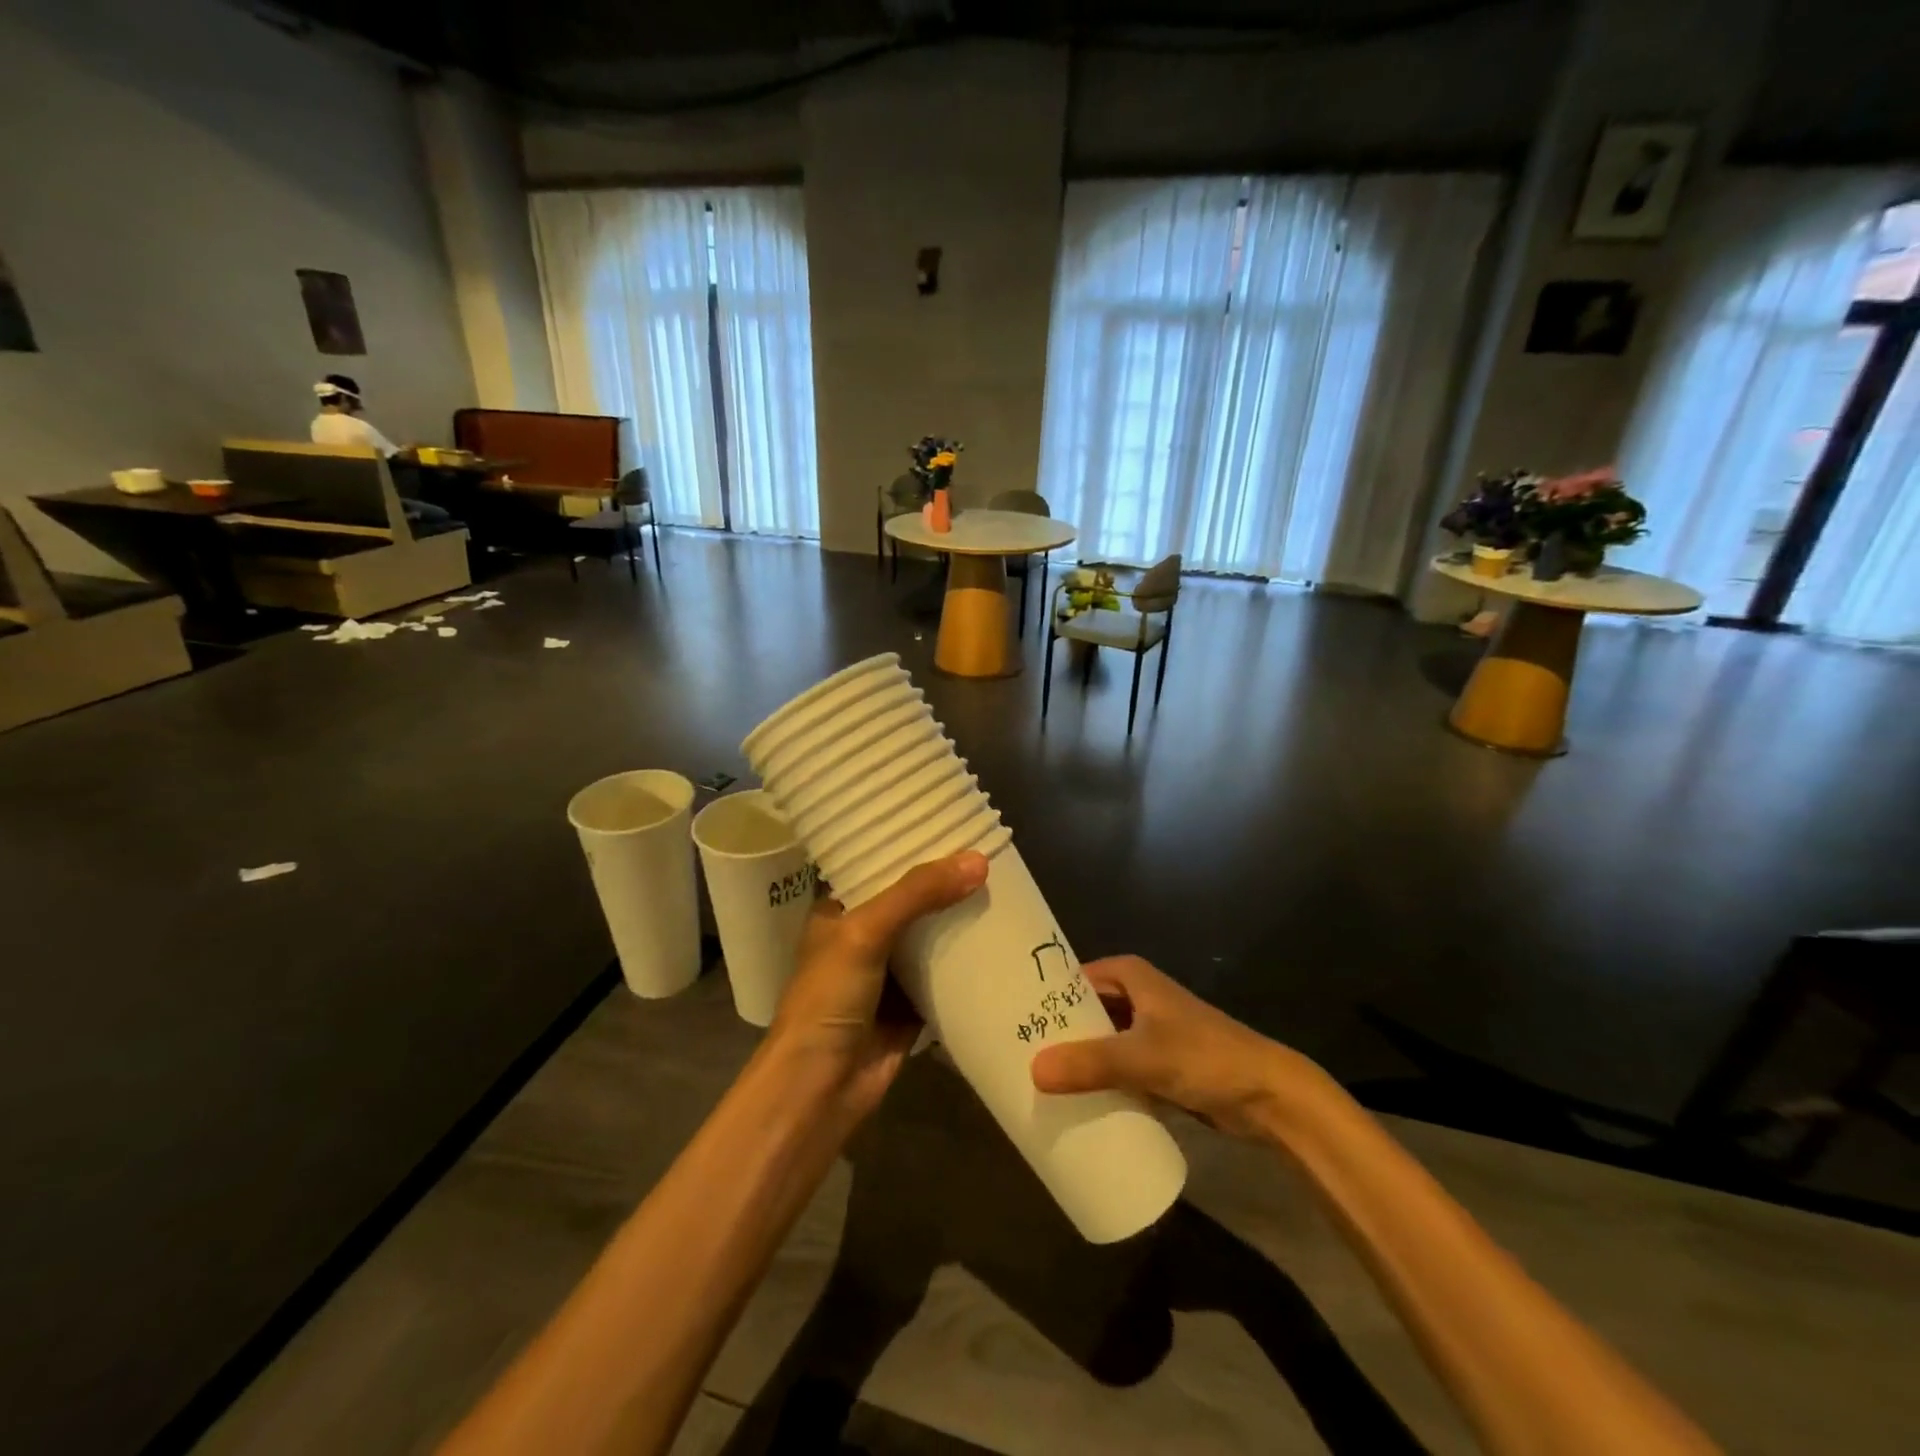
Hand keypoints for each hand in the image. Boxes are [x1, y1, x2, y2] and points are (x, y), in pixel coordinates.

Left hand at [768, 850, 988, 1122]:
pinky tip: (1003, 940)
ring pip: (932, 937)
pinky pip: (946, 976)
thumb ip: (917, 894)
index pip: (877, 865)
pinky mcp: (912, 1007)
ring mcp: (888, 973)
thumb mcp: (865, 932)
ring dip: (960, 920)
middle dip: (945, 883)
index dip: (910, 845)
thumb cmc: (828, 999)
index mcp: (839, 910)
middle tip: (990, 854)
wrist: (820, 1089)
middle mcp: (863, 937)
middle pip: (911, 900)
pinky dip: (969, 963)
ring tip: (1004, 888)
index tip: (952, 824)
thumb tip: (978, 860)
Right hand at [1029, 956, 1319, 1139]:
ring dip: (1074, 1058)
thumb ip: (1090, 1064)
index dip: (1042, 995)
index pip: (1071, 978)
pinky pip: (1115, 1067)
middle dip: (1054, 1032)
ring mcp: (1147, 1030)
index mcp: (1129, 975)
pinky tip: (1070, 1100)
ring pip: (1098, 1040)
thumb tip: (1033, 1071)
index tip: (1007, 1017)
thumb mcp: (1143, 1057)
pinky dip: (1096, 1079)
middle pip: (1083, 1010)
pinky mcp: (1157, 1063)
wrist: (1269, 1096)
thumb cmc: (1204, 1057)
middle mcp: (1135, 995)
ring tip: (1030, 1079)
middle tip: (1012, 1054)